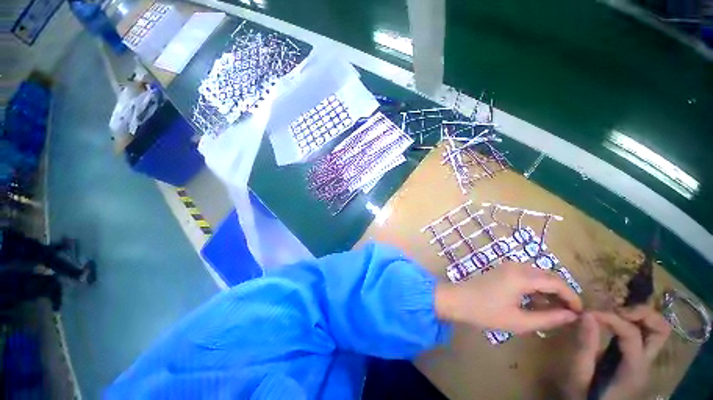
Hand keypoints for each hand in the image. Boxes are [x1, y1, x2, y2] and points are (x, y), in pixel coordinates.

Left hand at [435, 262, 581, 333]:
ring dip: (549, 290)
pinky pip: (526, 275)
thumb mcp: (520, 321)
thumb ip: (548, 318)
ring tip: (553, 311)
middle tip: (568, 313)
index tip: (580, 313)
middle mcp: (517, 266)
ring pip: (538, 275)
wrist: (458, 300)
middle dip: (561, 293)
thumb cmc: (486, 312)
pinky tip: (536, 303)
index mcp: (522, 277)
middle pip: (548, 276)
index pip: (556, 282)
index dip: (572, 297)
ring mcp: (508, 266)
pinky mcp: (502, 270)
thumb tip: (571, 316)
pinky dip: (536, 287)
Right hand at [564, 306, 670, 399]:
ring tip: (616, 313)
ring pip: (657, 330)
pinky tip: (616, 323)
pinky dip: (635, 323)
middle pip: (661, 330)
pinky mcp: (638, 361)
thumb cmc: (585, 397)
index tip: (588, 313)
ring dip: (640, 316)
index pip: (632, 334)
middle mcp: (647, 364)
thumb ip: (585, 347)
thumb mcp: (579, 376)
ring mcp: (645, 362)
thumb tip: (587, 314)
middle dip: (641, 312)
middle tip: (616, 309)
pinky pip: (645, 335)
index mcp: (633, 370)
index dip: (611, 318)